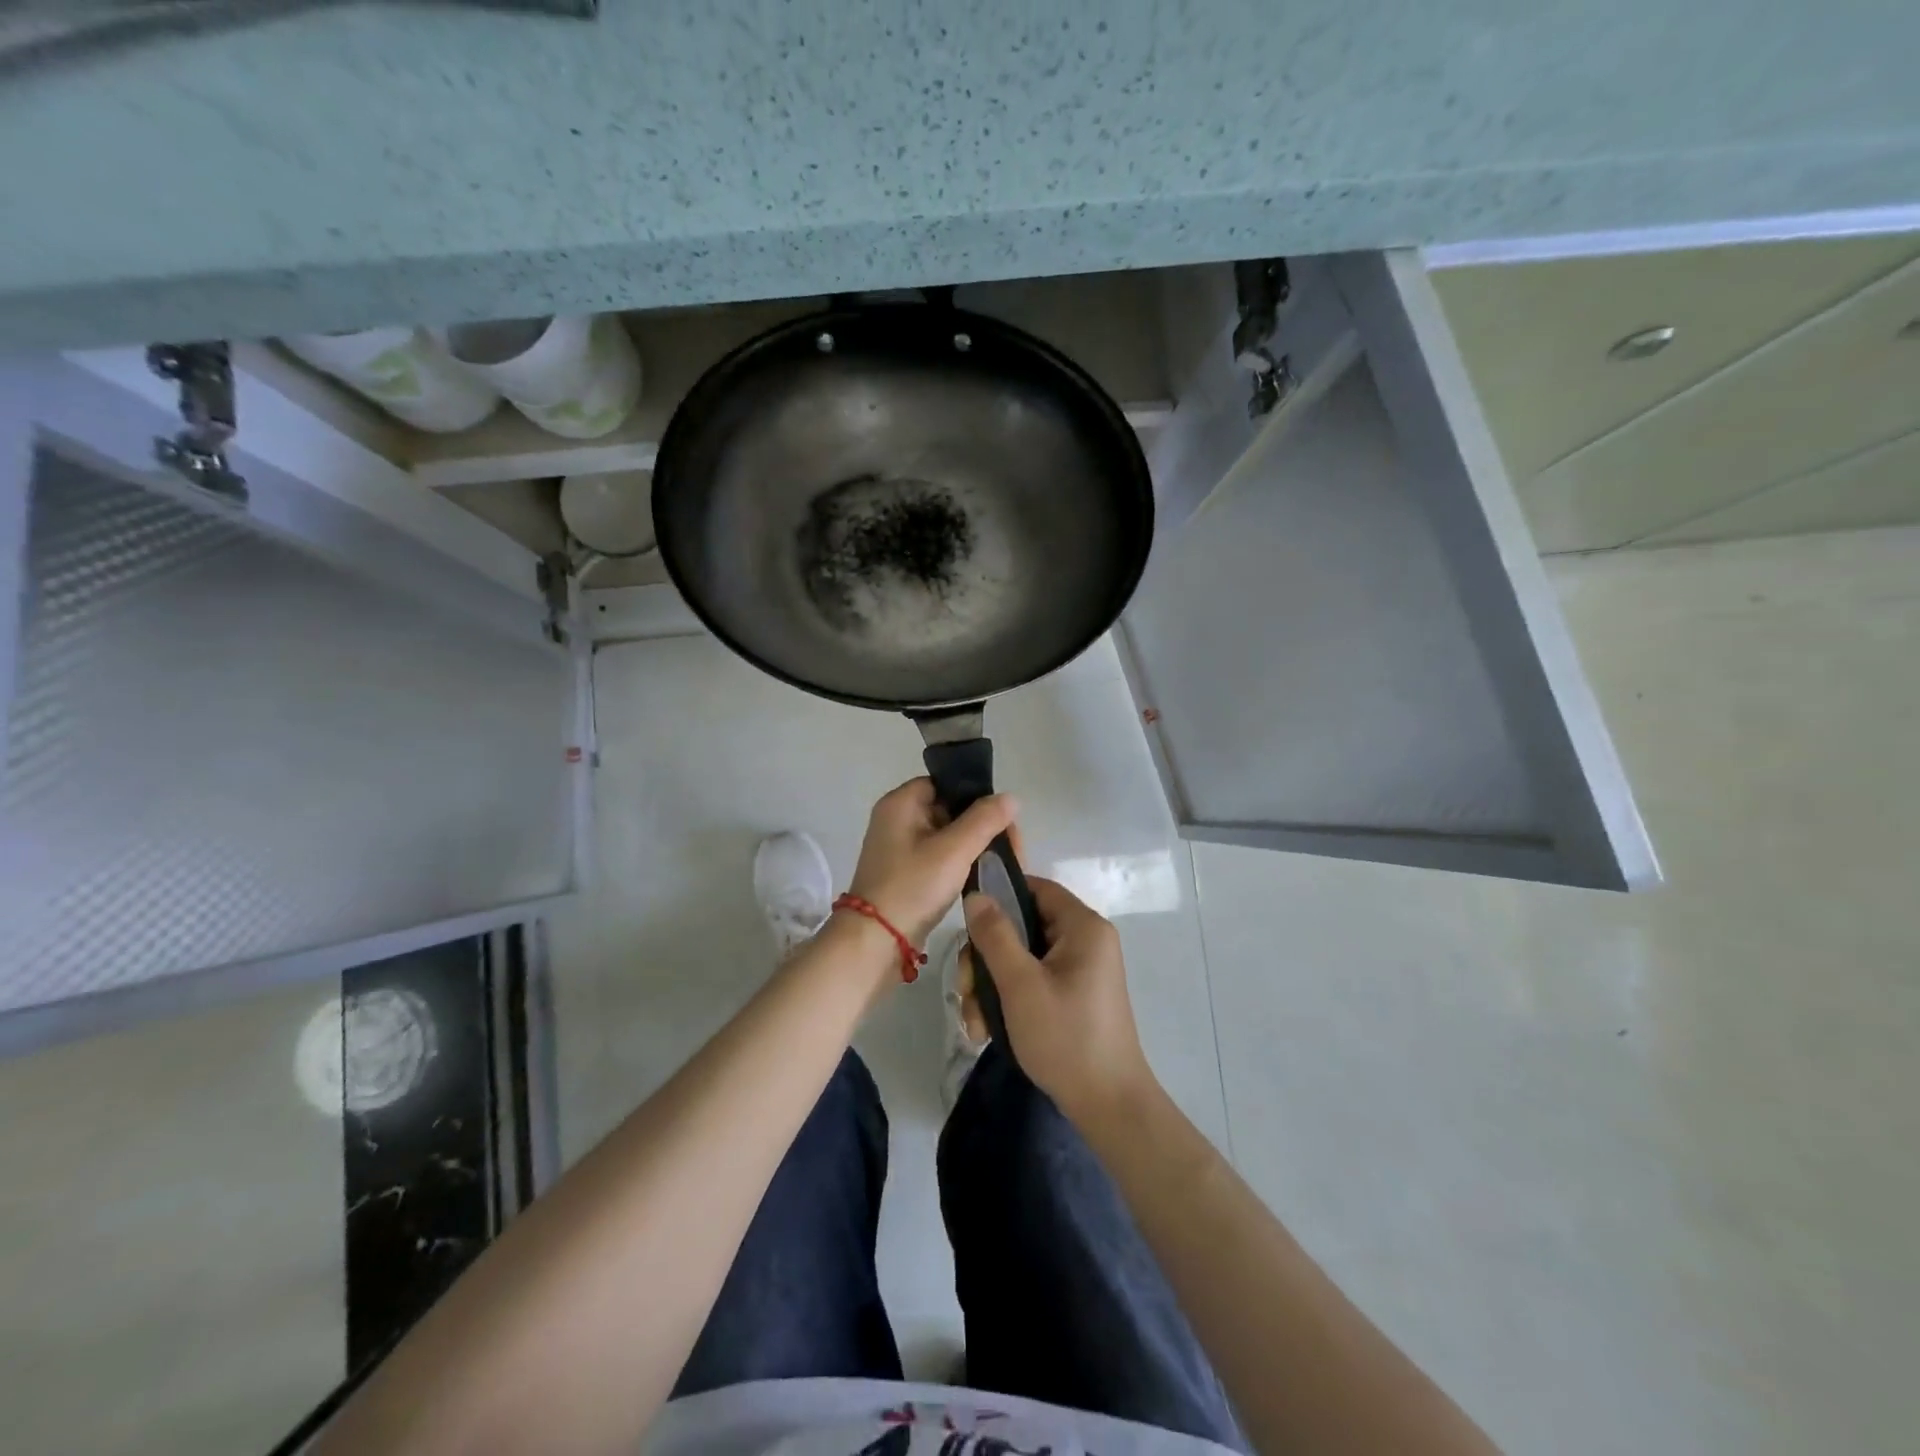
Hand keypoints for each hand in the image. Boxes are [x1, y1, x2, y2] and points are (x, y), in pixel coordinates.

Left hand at [847, 779, 1016, 944]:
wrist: (875, 941)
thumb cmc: (913, 886)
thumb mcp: (954, 849)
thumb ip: (985, 820)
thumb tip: (1011, 798)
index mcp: (900, 803)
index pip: (944, 783)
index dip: (974, 795)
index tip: (1002, 817)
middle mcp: (896, 820)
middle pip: (948, 809)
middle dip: (981, 824)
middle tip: (1012, 845)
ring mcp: (899, 849)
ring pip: (946, 835)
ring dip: (974, 845)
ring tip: (1004, 861)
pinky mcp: (905, 874)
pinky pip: (938, 857)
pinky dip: (960, 863)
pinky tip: (982, 874)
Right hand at [964, 877, 1155, 1126]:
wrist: (1109, 1105)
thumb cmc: (1066, 1037)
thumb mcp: (1021, 984)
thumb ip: (995, 935)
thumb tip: (976, 895)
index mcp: (1083, 927)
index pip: (1035, 888)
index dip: (999, 897)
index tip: (966, 924)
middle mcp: (1085, 941)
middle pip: (1021, 927)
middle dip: (986, 959)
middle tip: (967, 991)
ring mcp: (1080, 970)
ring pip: (1021, 958)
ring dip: (991, 986)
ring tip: (975, 1023)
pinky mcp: (1073, 995)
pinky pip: (1032, 980)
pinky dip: (1008, 1000)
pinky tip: (987, 1030)